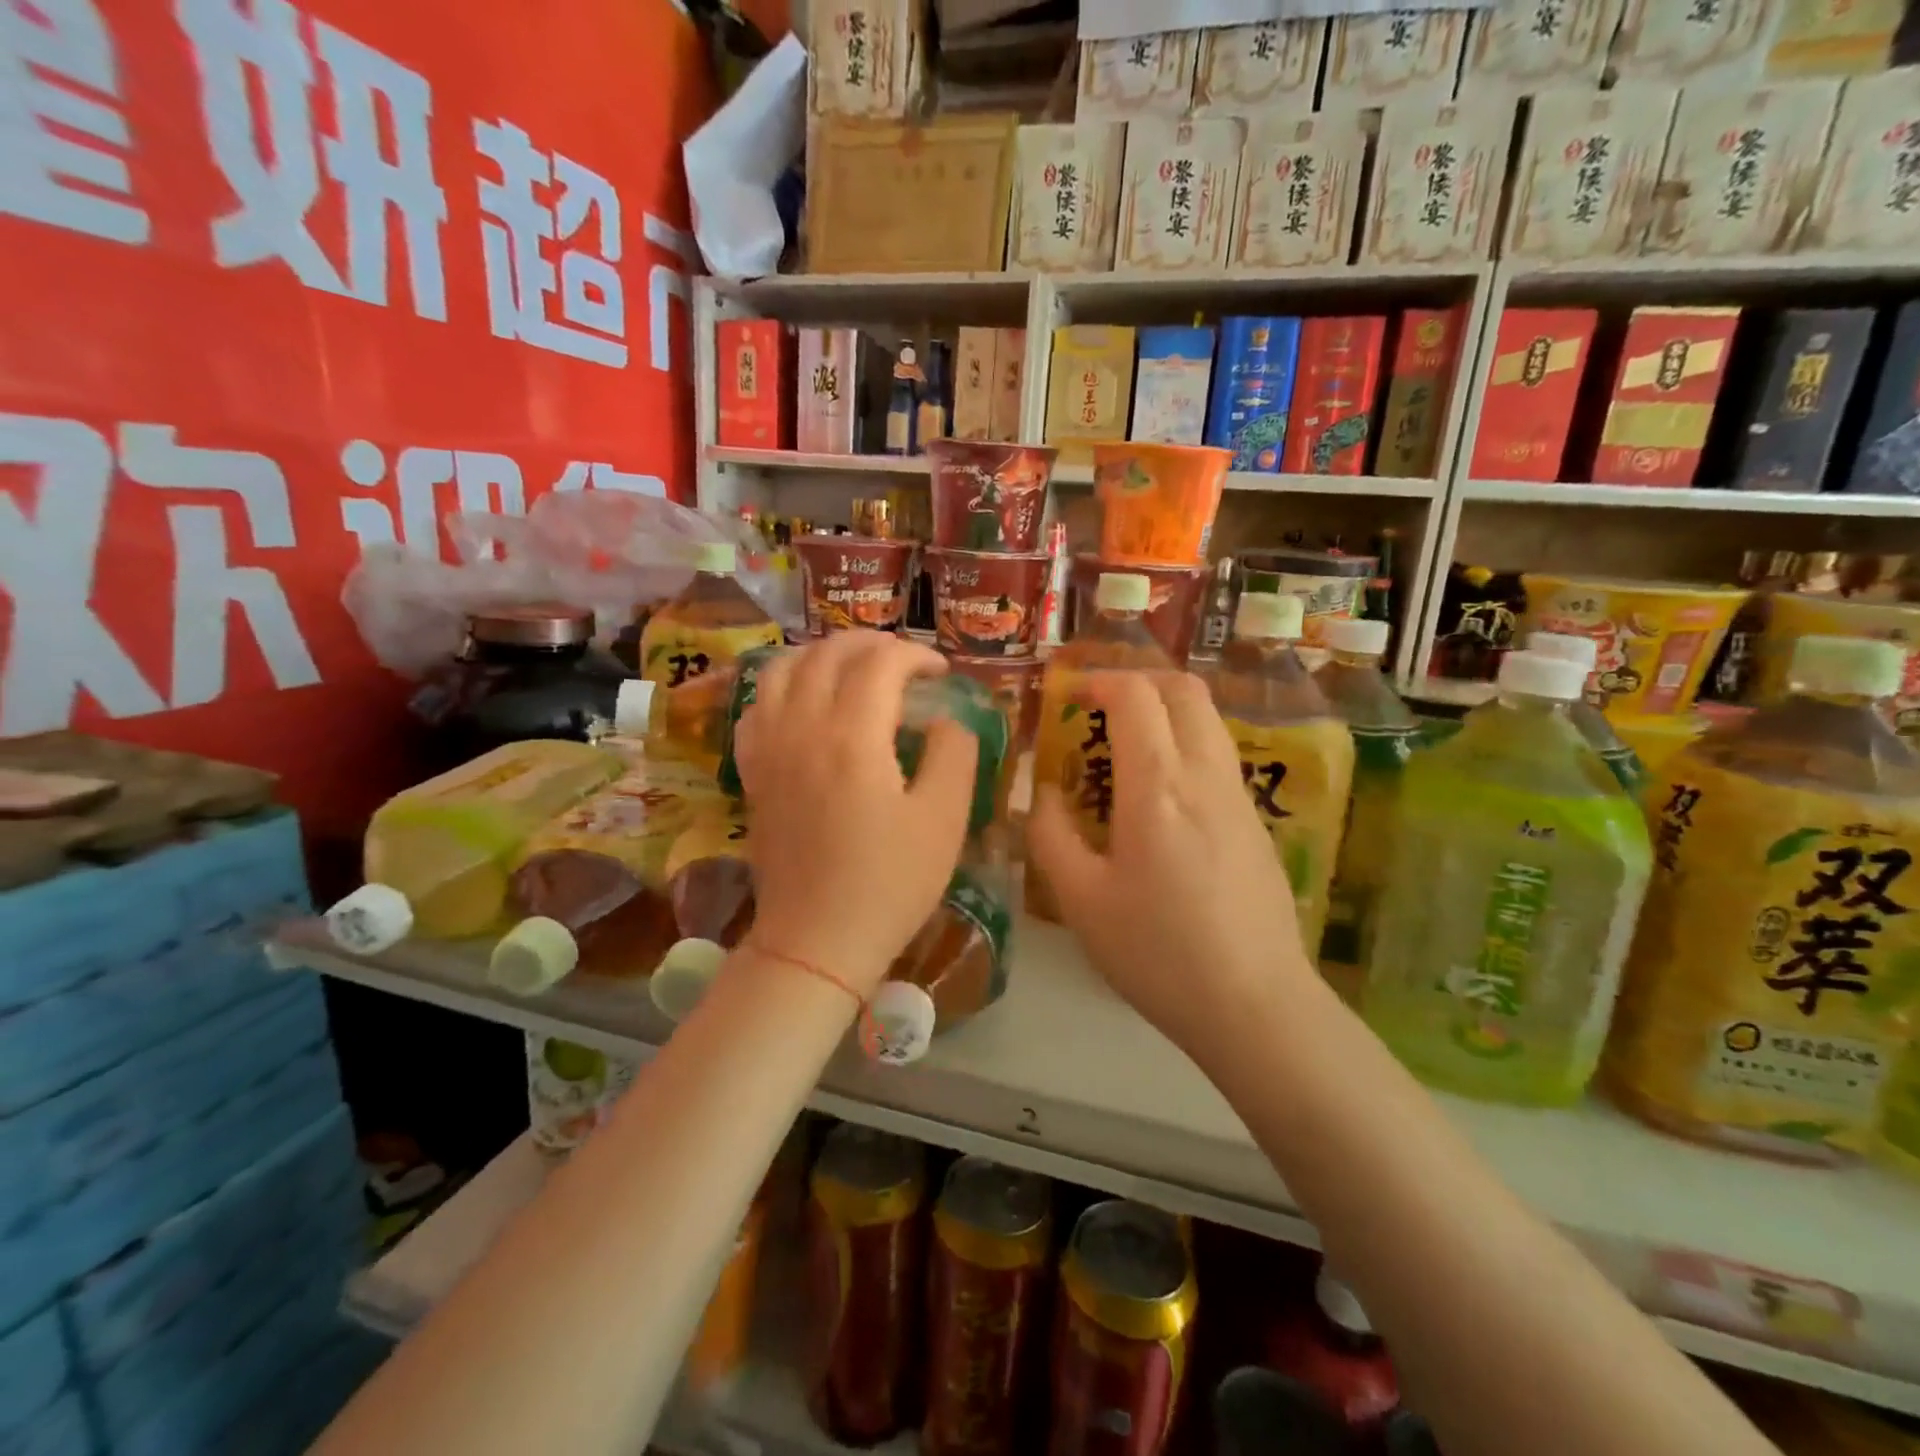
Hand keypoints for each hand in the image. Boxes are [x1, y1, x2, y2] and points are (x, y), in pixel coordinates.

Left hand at [732, 631, 976, 991]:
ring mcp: (769, 749)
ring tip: (851, 666)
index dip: (916, 655)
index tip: (941, 673)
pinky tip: (802, 701)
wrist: (816, 940)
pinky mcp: (753, 773)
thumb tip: (945, 720)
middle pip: (827, 654)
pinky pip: (757, 706)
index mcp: (853, 736)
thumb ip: (953, 754)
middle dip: (871, 642)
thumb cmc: (890, 883)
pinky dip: (782, 686)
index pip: (881, 663)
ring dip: (821, 654)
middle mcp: (802, 728)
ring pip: (782, 669)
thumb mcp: (945, 819)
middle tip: (903, 659)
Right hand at [1026, 670, 1316, 1056]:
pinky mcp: (1257, 824)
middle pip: (1184, 690)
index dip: (1099, 681)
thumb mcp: (1080, 900)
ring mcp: (1240, 798)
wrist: (1255, 1005)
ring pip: (1208, 721)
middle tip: (1100, 707)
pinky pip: (1219, 757)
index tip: (1069, 696)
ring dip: (1165, 712)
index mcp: (1157, 785)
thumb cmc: (1157, 952)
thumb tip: (1043, 793)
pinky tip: (1161, 799)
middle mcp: (1205, 775)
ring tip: (1126, 749)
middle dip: (1138, 681)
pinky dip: (1185, 746)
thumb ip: (1050, 835)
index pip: (1136, 695)